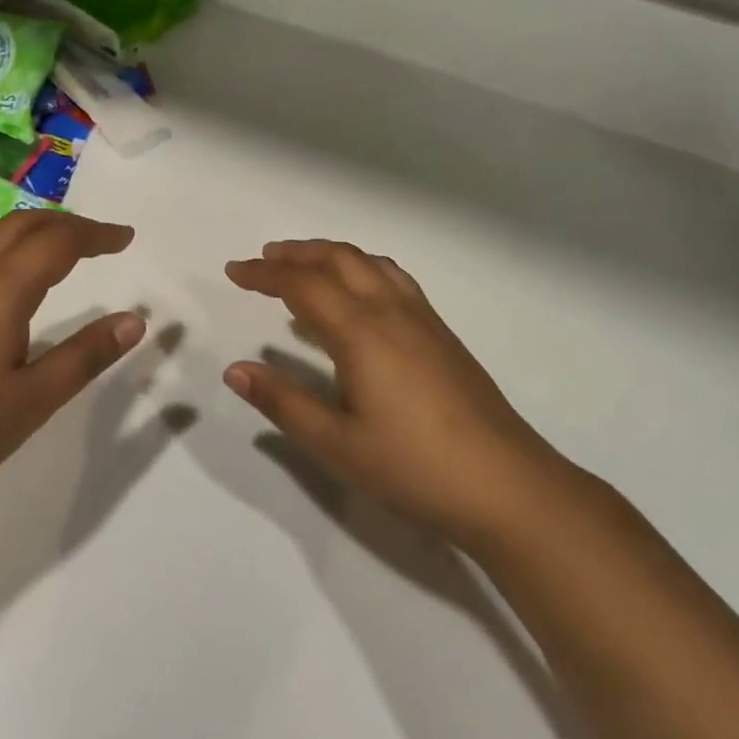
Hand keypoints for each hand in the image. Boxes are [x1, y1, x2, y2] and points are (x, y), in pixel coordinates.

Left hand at [0, 210, 145, 518]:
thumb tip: (135, 320)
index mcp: (1, 287)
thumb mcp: (33, 400)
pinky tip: (3, 275)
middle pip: (23, 224)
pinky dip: (4, 243)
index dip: (97, 235)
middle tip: (102, 239)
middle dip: (67, 224)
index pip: (59, 242)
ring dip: (32, 228)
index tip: (127, 238)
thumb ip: (85, 356)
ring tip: (58, 246)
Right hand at [225, 240, 581, 551]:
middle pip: (340, 260)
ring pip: (371, 264)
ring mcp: (424, 320)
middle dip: (297, 253)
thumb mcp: (335, 443)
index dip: (264, 275)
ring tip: (304, 268)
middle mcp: (392, 312)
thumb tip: (235, 370)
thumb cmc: (412, 466)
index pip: (303, 285)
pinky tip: (358, 299)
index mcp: (361, 333)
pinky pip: (395, 281)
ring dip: (332, 256)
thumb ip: (283, 401)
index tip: (233, 272)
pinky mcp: (443, 335)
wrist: (505, 484)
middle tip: (263, 260)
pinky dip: (363, 272)